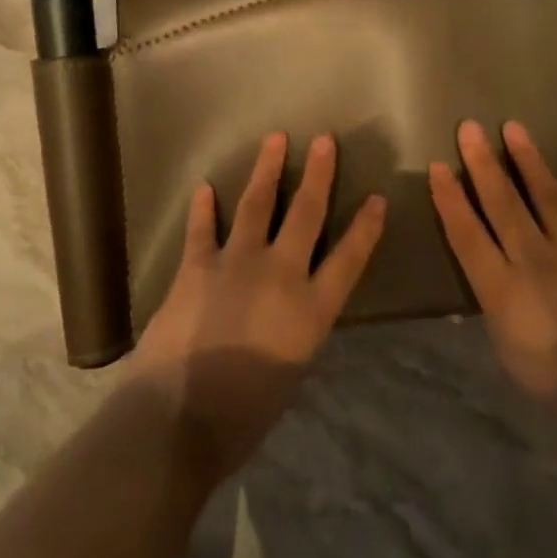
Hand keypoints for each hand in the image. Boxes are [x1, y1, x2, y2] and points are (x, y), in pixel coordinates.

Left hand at [130, 132, 386, 483]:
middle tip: (325, 139)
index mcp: (310, 311)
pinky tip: (203, 187)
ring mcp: (236, 263)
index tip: (378, 198)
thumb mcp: (290, 374)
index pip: (348, 259)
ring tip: (275, 139)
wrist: (178, 419)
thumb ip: (295, 331)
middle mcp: (279, 275)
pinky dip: (202, 208)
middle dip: (319, 174)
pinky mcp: (197, 265)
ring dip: (267, 169)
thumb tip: (291, 311)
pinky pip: (202, 228)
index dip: (366, 228)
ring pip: (256, 204)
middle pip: (305, 214)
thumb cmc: (242, 417)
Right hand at [429, 120, 556, 449]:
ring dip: (529, 161)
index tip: (437, 166)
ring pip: (548, 197)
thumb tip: (485, 266)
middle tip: (469, 127)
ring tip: (513, 129)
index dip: (450, 197)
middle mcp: (537, 261)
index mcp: (503, 289)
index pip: (467, 232)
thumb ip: (494, 301)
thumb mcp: (508, 351)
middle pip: (503, 203)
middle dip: (482, 162)